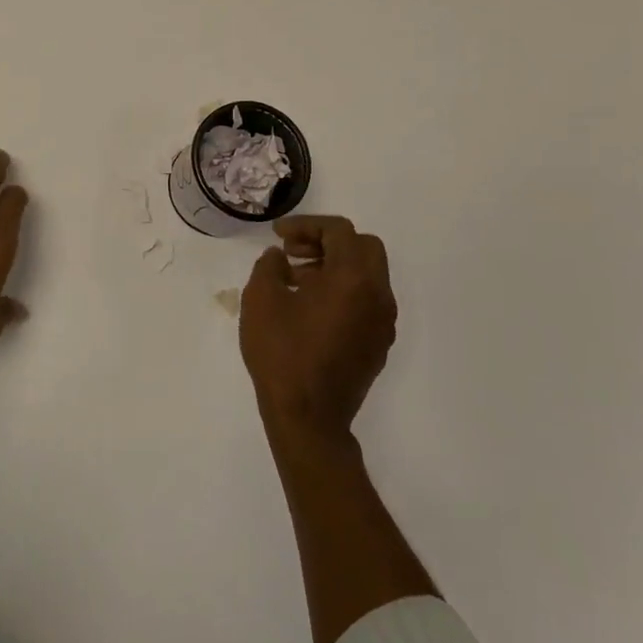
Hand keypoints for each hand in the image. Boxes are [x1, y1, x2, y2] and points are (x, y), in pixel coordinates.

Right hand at [240, 215, 397, 446]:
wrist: (308, 418)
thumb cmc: (282, 353)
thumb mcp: (260, 299)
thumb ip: (269, 265)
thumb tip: (280, 257)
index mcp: (353, 278)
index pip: (340, 231)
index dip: (306, 225)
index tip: (278, 235)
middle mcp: (377, 295)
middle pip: (363, 247)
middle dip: (327, 242)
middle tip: (293, 252)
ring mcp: (382, 322)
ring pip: (367, 274)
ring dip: (335, 266)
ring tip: (295, 281)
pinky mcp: (378, 344)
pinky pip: (366, 301)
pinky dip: (343, 291)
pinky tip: (310, 308)